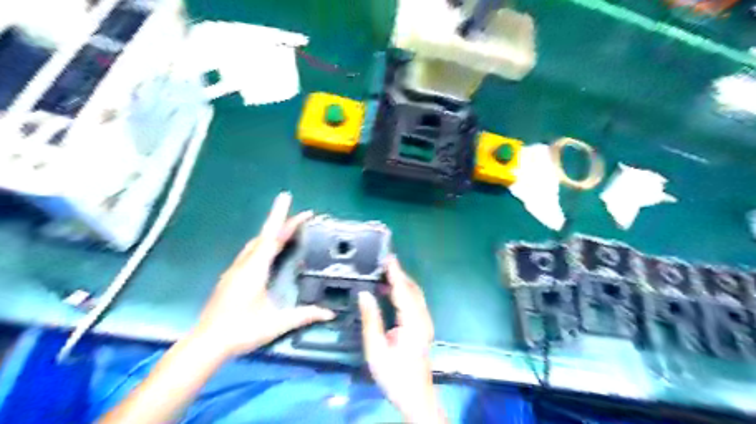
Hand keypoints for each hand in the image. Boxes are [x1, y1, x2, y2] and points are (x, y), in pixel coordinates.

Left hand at [192, 194, 334, 358]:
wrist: (206, 343)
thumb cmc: (241, 330)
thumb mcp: (277, 323)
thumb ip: (304, 316)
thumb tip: (329, 314)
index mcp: (255, 269)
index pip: (270, 236)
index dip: (280, 216)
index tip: (286, 197)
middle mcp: (244, 264)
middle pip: (265, 236)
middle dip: (283, 223)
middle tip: (302, 218)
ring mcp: (235, 270)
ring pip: (256, 244)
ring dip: (273, 234)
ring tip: (289, 231)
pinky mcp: (231, 278)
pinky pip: (251, 253)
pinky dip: (264, 245)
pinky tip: (270, 253)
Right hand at [358, 257, 444, 422]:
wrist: (415, 396)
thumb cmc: (394, 375)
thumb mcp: (376, 349)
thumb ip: (371, 319)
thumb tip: (364, 294)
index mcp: (413, 323)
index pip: (403, 291)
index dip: (395, 272)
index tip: (388, 257)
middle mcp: (423, 318)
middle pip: (412, 289)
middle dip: (399, 274)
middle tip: (382, 262)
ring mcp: (425, 322)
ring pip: (414, 294)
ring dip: (401, 282)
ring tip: (383, 273)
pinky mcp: (423, 327)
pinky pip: (414, 302)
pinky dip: (403, 292)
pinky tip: (389, 292)